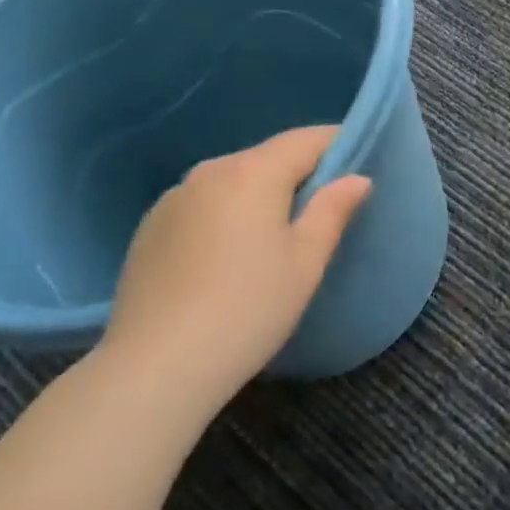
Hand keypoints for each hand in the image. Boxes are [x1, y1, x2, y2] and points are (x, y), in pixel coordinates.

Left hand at [102, 127, 370, 403]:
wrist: (152, 369)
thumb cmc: (246, 310)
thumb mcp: (305, 263)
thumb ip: (333, 210)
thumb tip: (357, 178)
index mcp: (254, 171)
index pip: (307, 139)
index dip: (338, 144)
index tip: (358, 164)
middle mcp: (212, 169)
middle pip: (268, 157)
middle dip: (298, 173)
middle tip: (321, 208)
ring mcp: (175, 196)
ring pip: (233, 180)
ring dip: (258, 194)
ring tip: (272, 236)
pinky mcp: (151, 226)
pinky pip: (202, 204)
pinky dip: (223, 214)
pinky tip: (224, 257)